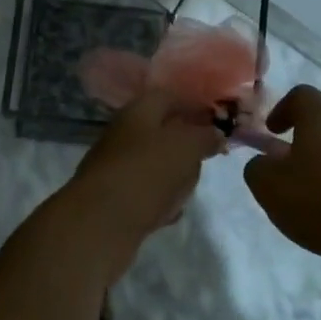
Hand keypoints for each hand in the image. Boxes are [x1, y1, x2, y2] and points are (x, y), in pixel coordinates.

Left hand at [66, 90, 226, 246]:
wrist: (100, 223)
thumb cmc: (147, 172)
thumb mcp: (186, 146)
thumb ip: (205, 136)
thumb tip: (215, 133)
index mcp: (138, 111)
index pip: (170, 97)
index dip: (196, 105)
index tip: (220, 121)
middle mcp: (124, 134)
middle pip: (163, 132)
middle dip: (187, 145)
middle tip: (207, 158)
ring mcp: (117, 167)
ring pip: (156, 164)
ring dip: (176, 175)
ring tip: (189, 188)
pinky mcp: (114, 198)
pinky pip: (146, 193)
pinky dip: (161, 199)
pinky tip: (171, 212)